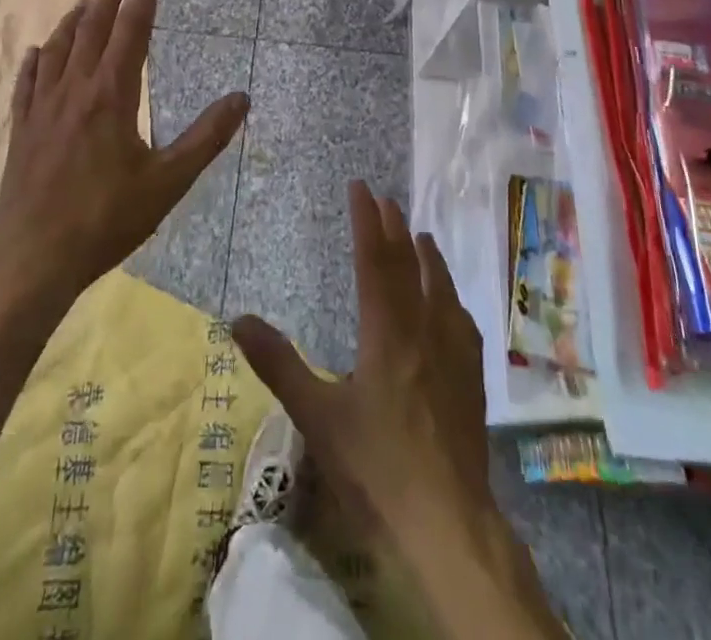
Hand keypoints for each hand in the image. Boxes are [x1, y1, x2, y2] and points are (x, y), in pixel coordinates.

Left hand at [0, 0, 248, 300]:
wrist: (32, 259)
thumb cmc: (106, 220)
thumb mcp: (168, 182)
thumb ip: (207, 137)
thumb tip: (242, 98)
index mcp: (112, 95)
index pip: (132, 29)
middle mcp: (74, 89)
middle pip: (92, 29)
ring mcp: (42, 108)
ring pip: (57, 48)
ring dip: (74, 20)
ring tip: (85, 2)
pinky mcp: (21, 130)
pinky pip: (27, 81)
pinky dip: (36, 59)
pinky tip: (37, 52)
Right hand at [231, 182, 493, 536]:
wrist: (447, 520)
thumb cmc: (377, 468)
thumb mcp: (317, 417)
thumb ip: (278, 365)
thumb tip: (239, 319)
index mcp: (386, 333)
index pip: (374, 261)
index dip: (366, 221)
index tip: (361, 188)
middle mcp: (423, 329)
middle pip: (408, 266)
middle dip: (394, 228)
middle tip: (385, 199)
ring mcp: (453, 353)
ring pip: (440, 288)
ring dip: (427, 256)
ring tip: (421, 235)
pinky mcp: (471, 377)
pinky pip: (461, 319)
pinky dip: (451, 296)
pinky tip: (451, 302)